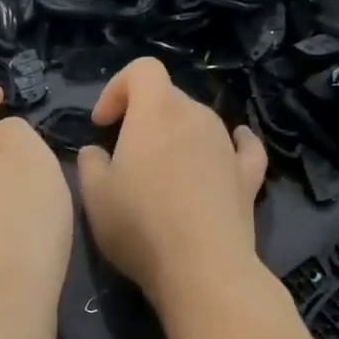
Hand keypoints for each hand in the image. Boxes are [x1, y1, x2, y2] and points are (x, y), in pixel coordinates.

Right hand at [76, 59, 267, 309]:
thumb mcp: (94, 195)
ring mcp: (227, 146)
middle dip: (144, 115)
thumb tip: (97, 152)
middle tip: (125, 152)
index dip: (117, 89)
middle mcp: (196, 117)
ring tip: (163, 168)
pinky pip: (242, 147)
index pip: (142, 70)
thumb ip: (89, 163)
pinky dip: (233, 143)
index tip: (102, 125)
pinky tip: (232, 147)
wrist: (202, 268)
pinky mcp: (248, 176)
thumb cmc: (140, 226)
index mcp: (156, 112)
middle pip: (169, 97)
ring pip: (200, 122)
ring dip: (179, 134)